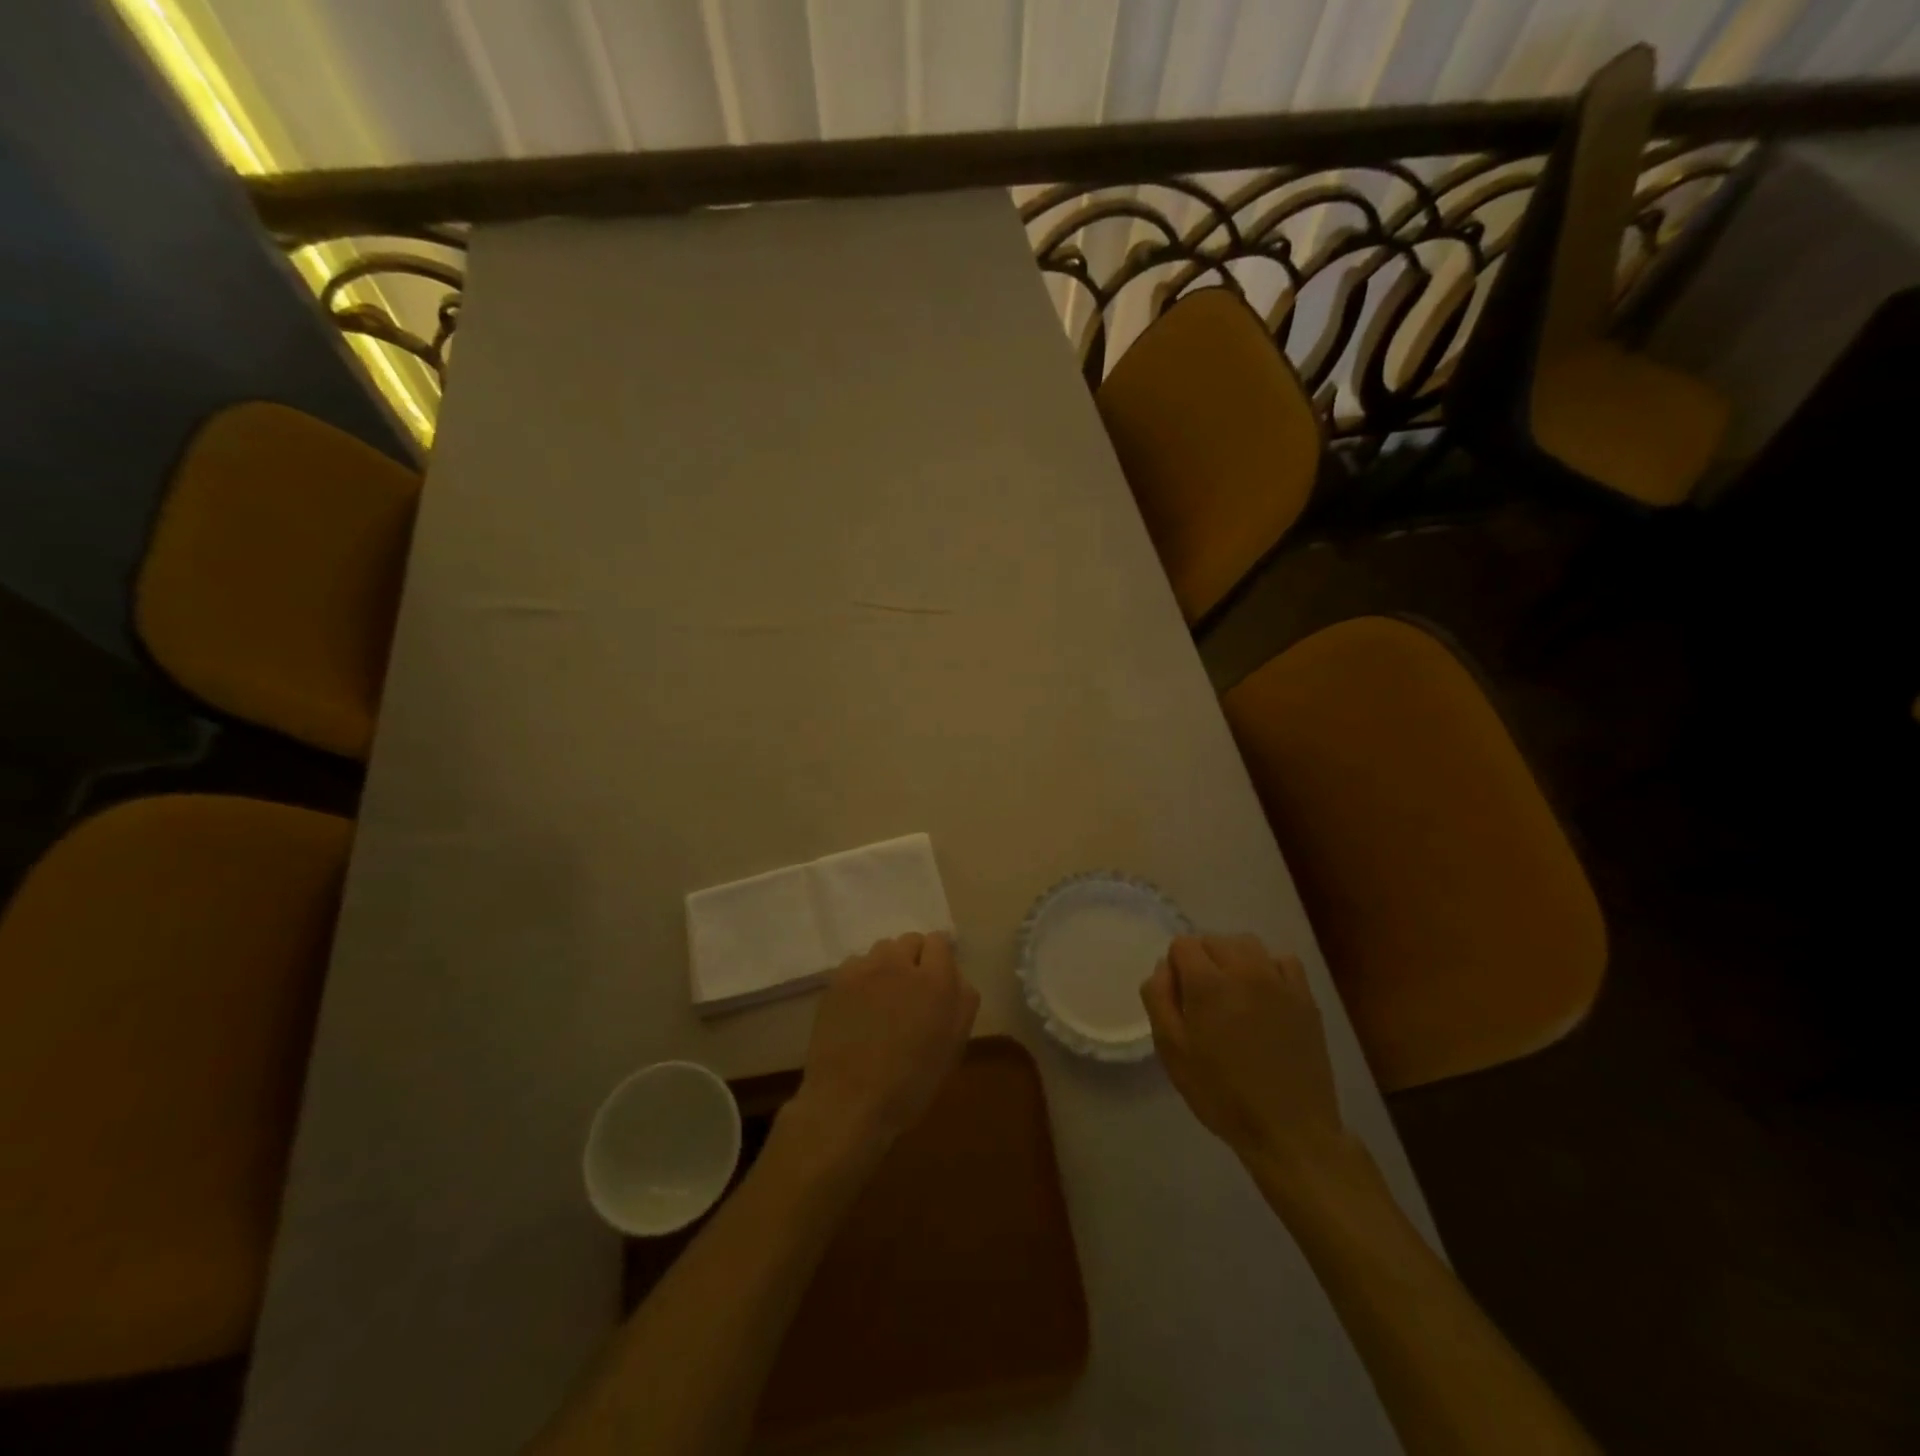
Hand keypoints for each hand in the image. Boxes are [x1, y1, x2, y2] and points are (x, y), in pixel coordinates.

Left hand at [786, 933, 978, 1166]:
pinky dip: (863, 977)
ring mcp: (866, 969)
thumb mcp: (953, 1047)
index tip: (936, 981)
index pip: (939, 942)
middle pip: (910, 941)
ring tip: (884, 997)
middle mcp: (900, 963)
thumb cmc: (910, 1083)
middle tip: (911, 991)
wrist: (849, 1100)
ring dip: (888, 965)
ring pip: (882, 950)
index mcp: (936, 981)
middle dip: (914, 958)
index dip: (938, 959)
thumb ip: (962, 1003)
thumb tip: (956, 977)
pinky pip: (857, 964)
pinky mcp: (838, 980)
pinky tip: (859, 1005)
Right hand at [1141, 934, 1350, 1179]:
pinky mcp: (1305, 997)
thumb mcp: (1171, 1051)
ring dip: (1233, 958)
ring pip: (1248, 944)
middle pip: (1214, 940)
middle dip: (1202, 959)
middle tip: (1203, 999)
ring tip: (1233, 992)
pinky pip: (1283, 961)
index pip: (1183, 944)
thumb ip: (1159, 999)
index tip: (1180, 997)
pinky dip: (1269, 968)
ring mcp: (1279, 981)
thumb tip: (1163, 968)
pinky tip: (1265, 996)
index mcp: (1207, 983)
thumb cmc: (1221, 1093)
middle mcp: (1244, 970)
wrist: (1289, 1130)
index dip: (1175, 966)